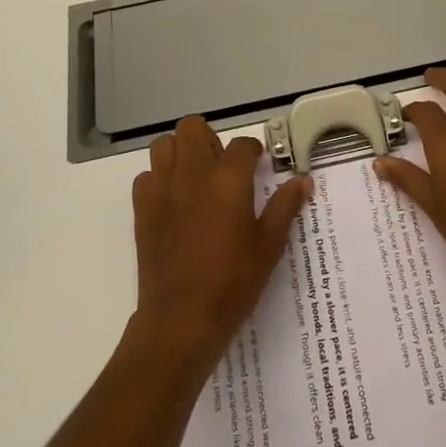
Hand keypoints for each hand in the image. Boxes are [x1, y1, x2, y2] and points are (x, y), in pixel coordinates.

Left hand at [131, 116, 307, 364]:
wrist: (182, 318)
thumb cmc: (233, 281)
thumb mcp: (269, 245)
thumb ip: (285, 206)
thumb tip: (303, 180)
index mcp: (228, 180)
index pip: (242, 145)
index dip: (252, 151)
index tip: (257, 164)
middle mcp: (193, 174)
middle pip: (193, 128)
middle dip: (209, 139)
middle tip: (221, 165)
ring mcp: (162, 189)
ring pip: (164, 145)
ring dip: (180, 152)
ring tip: (195, 177)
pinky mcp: (142, 208)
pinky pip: (146, 176)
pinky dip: (159, 179)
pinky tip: (173, 201)